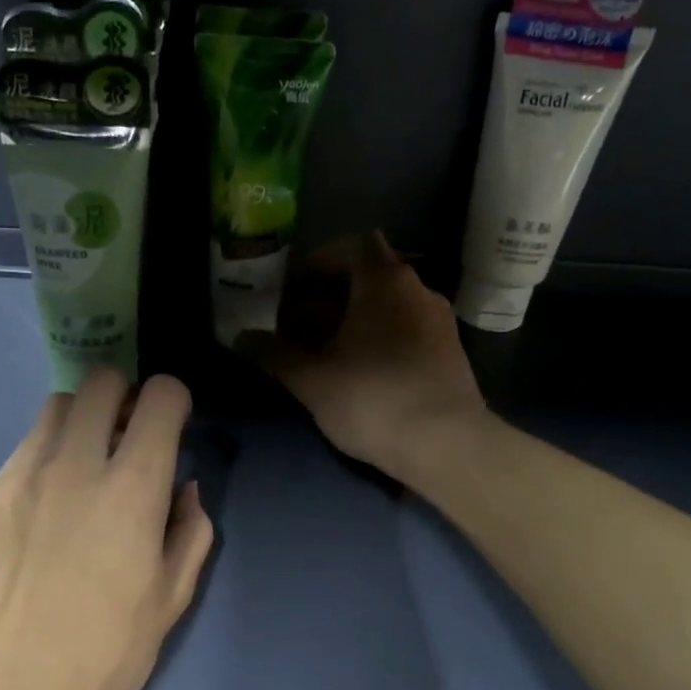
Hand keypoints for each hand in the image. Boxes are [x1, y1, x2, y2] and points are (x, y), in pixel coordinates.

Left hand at [0, 370, 213, 689]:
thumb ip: (190, 532)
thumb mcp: (170, 601)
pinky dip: (47, 454)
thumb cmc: (102, 653)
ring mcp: (23, 474)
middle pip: (101, 382)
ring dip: (83, 419)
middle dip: (125, 395)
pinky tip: (46, 503)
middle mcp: (77, 464)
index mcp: (132, 488)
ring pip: (58, 407)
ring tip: (85, 462)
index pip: (160, 397)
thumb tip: (184, 489)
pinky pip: (25, 449)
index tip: (172, 424)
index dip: (173, 400)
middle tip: (128, 435)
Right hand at [241, 233, 487, 477]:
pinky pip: (406, 330)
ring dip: (354, 319)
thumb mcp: (311, 377)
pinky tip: (359, 371)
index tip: (292, 290)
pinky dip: (379, 338)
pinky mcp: (449, 353)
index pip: (351, 246)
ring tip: (323, 351)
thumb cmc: (370, 396)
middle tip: (297, 325)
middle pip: (368, 276)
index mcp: (383, 279)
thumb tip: (240, 338)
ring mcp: (439, 321)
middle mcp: (417, 288)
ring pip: (387, 306)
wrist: (445, 443)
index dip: (318, 263)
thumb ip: (274, 353)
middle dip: (329, 296)